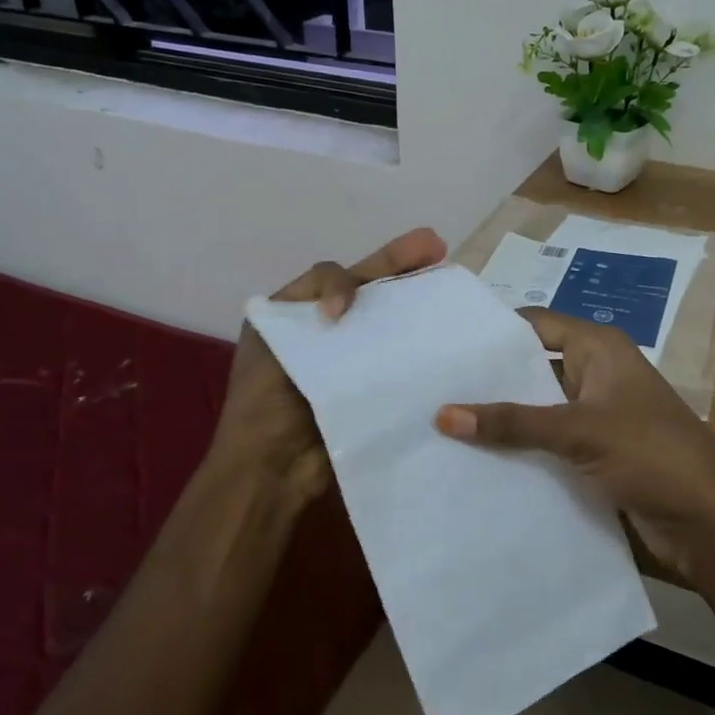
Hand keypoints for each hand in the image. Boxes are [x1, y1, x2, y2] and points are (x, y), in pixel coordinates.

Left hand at [209, 228, 447, 506]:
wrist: (272, 468)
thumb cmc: (264, 401)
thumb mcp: (271, 336)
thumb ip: (311, 300)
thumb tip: (349, 307)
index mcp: (296, 314)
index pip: (335, 275)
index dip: (346, 280)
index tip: (346, 311)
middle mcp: (328, 332)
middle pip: (370, 291)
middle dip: (402, 265)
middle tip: (437, 247)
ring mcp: (353, 362)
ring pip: (389, 323)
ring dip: (417, 303)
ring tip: (450, 284)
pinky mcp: (374, 390)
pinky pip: (399, 362)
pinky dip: (420, 349)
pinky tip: (447, 339)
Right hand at [434, 310, 714, 580]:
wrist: (710, 523)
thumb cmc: (651, 456)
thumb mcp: (579, 431)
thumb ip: (512, 422)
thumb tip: (442, 414)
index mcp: (599, 349)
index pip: (534, 324)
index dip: (492, 332)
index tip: (442, 344)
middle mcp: (596, 374)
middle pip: (533, 367)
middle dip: (489, 380)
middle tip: (431, 388)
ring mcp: (597, 416)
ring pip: (538, 409)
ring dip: (502, 420)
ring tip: (442, 425)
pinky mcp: (597, 454)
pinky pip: (549, 443)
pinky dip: (521, 450)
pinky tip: (478, 461)